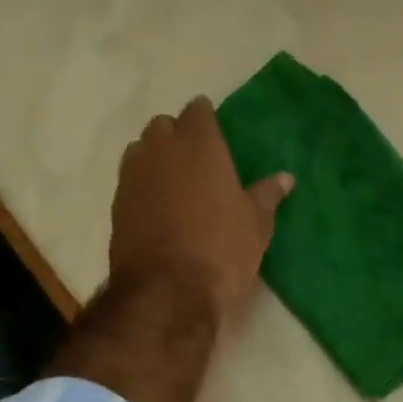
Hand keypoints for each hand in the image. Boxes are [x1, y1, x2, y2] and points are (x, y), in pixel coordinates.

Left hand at [108, 96, 292, 318]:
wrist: (168, 290)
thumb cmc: (222, 250)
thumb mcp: (257, 225)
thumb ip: (268, 195)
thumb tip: (285, 177)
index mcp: (200, 145)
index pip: (198, 111)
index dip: (207, 119)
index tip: (217, 134)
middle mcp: (161, 149)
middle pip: (164, 126)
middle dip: (178, 135)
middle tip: (198, 161)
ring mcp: (133, 175)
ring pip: (142, 150)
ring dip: (156, 159)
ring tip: (176, 184)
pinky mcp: (117, 203)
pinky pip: (131, 181)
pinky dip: (144, 187)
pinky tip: (159, 208)